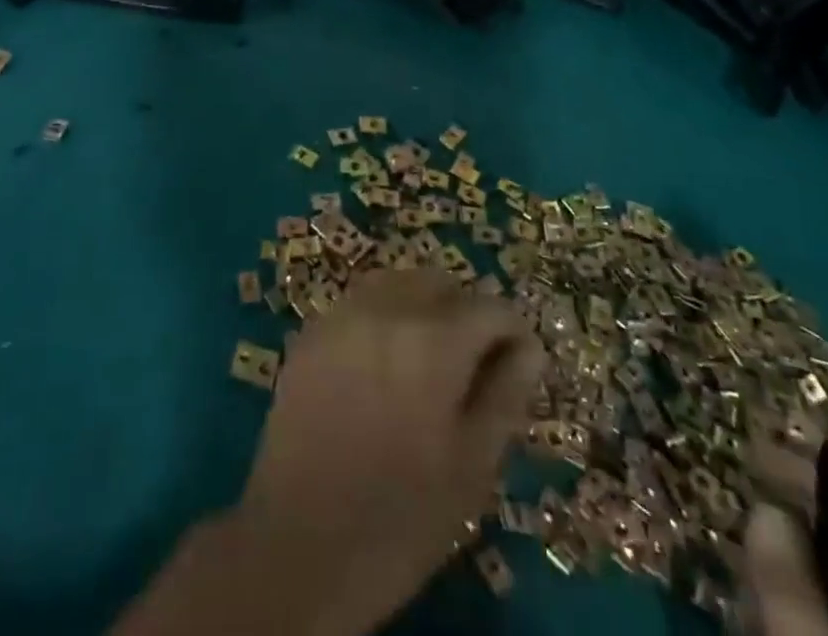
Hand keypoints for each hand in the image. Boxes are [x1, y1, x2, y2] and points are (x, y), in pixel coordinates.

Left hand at [113, 270, 543, 635]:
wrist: (298, 545)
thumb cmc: (402, 517)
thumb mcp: (473, 466)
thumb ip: (505, 395)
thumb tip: (528, 349)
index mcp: (435, 339)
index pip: (490, 307)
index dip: (512, 334)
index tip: (517, 367)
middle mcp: (388, 308)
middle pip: (441, 283)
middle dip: (466, 313)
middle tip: (471, 367)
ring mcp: (343, 314)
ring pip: (398, 284)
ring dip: (423, 307)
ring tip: (426, 362)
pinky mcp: (311, 331)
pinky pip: (360, 303)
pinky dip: (383, 317)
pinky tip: (382, 365)